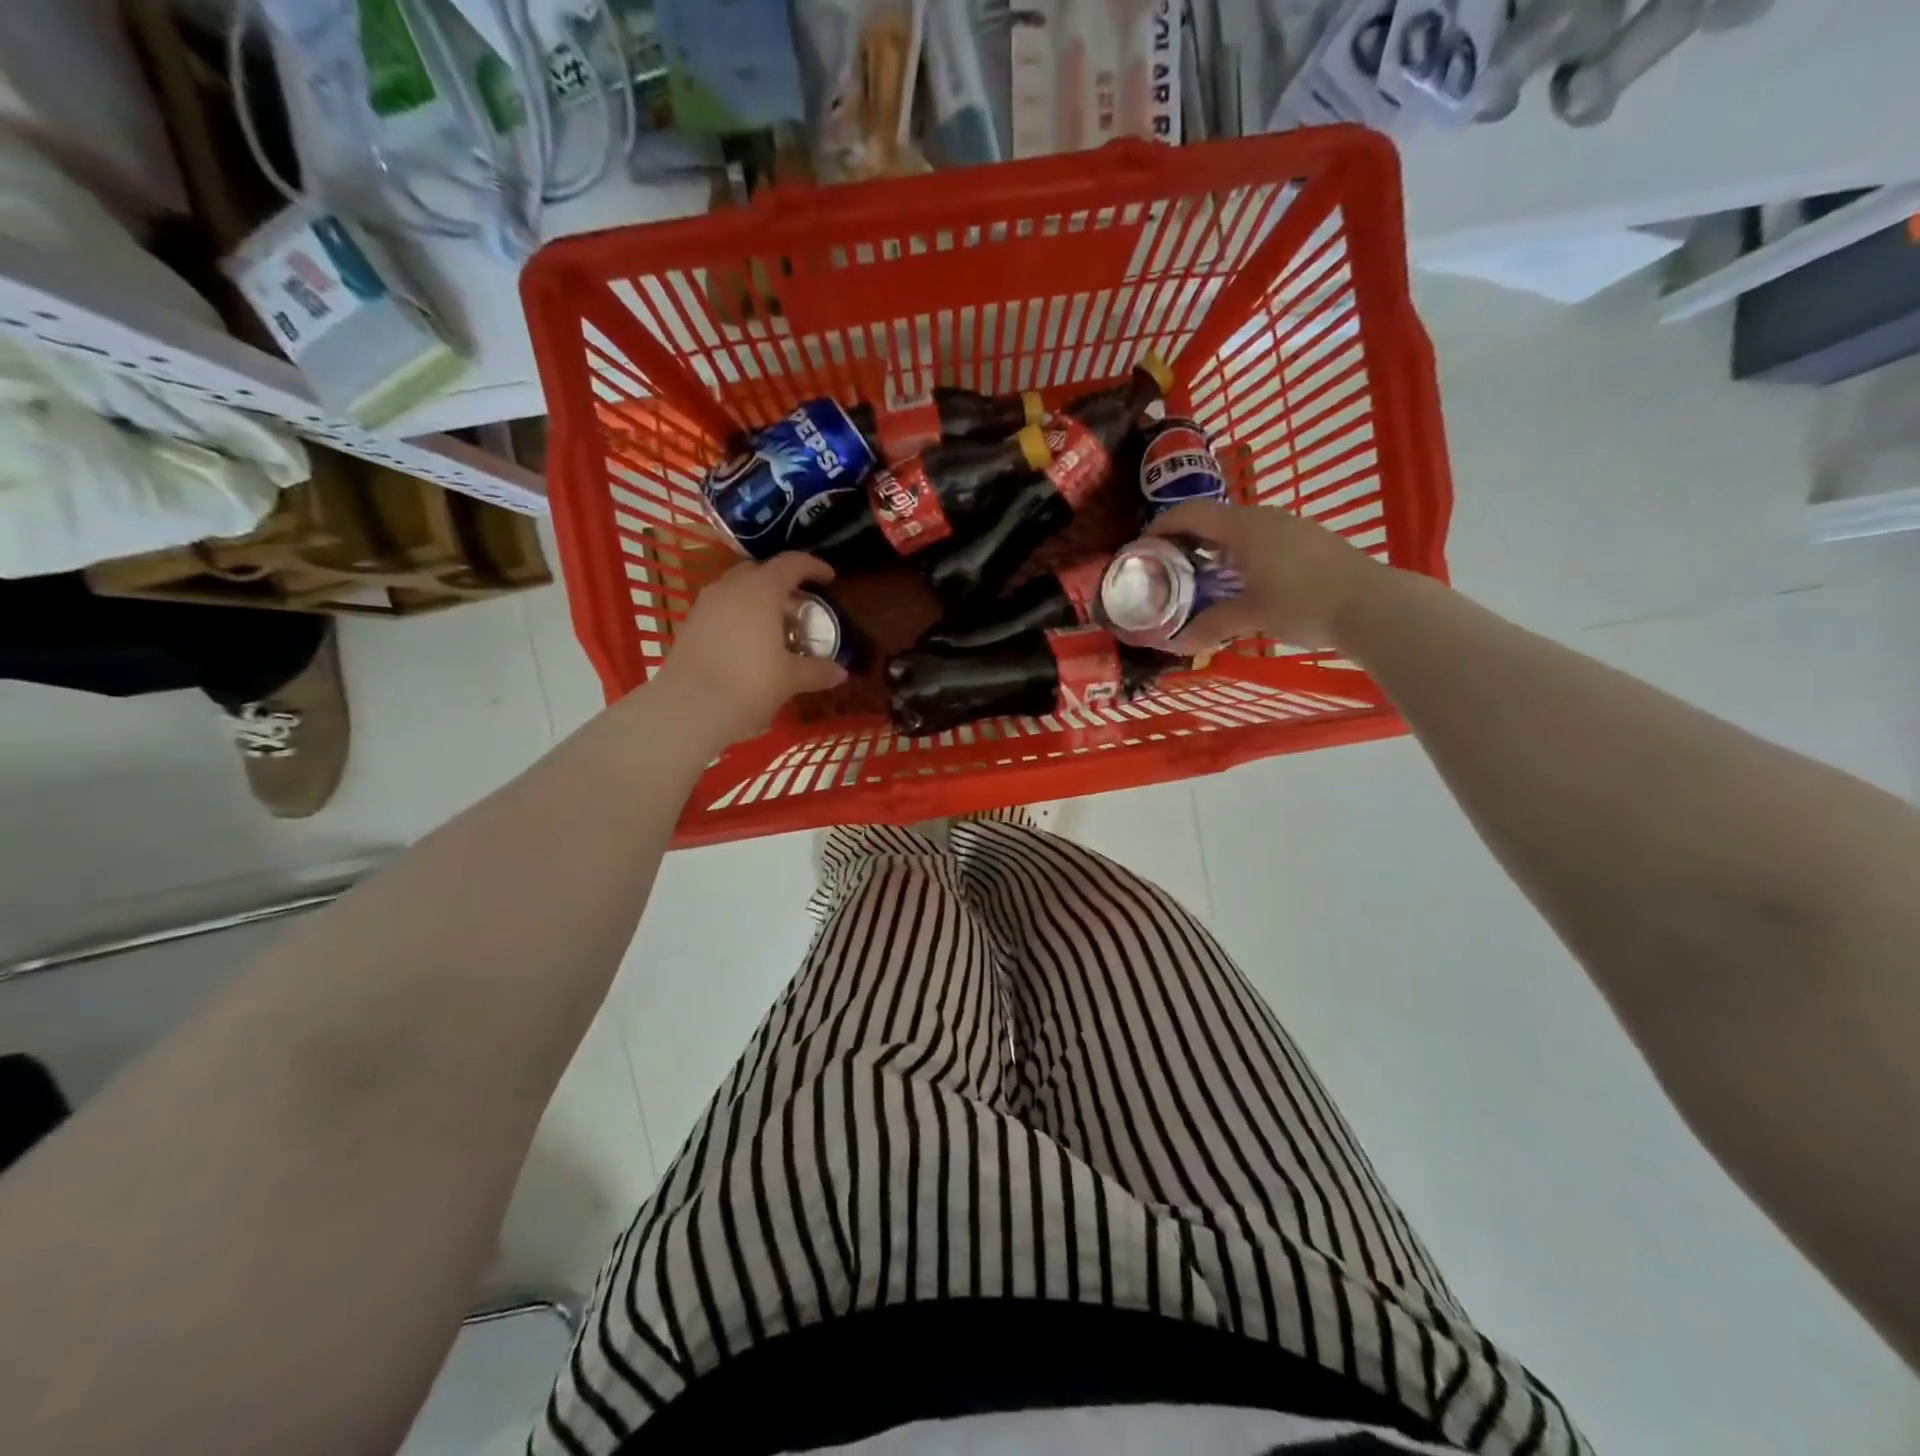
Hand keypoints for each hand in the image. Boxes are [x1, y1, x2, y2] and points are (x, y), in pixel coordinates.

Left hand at [652, 553, 847, 745]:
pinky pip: (720, 607)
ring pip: (736, 588)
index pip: (791, 564)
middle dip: (781, 580)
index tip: (829, 578)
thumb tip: (841, 672)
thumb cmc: (749, 683)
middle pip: (759, 570)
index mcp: (761, 590)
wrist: (690, 707)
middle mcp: (731, 587)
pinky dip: (738, 614)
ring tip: (773, 622)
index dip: (813, 567)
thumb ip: (817, 670)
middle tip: (799, 602)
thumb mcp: (790, 678)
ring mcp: (705, 604)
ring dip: (756, 597)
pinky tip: (748, 640)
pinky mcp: (690, 624)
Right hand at [1149, 501, 1391, 652]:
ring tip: (1200, 578)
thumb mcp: (1251, 616)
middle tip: (1167, 568)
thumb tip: (1178, 644)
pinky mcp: (1309, 541)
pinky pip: (1261, 539)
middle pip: (1213, 519)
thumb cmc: (1304, 604)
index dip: (1160, 528)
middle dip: (1185, 540)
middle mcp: (1265, 517)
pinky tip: (1241, 582)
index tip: (1142, 549)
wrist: (1375, 606)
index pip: (1189, 514)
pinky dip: (1239, 554)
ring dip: (1214, 548)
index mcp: (1244, 526)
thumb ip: (1211, 625)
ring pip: (1239, 530)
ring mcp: (1291, 526)